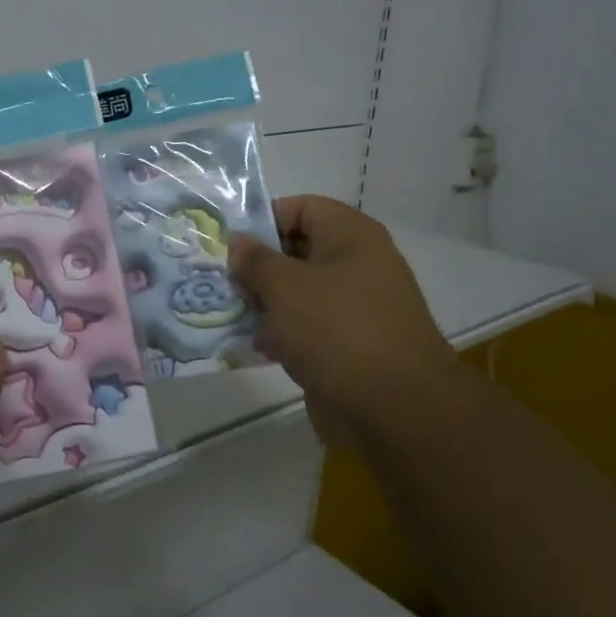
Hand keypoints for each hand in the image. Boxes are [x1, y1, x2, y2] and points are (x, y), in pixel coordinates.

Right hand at [228, 195, 459, 450]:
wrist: (395, 408)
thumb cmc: (337, 330)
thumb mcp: (285, 286)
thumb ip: (255, 260)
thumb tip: (238, 242)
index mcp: (350, 236)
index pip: (300, 208)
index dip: (262, 221)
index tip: (228, 245)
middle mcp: (356, 264)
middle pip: (296, 251)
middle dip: (257, 266)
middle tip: (220, 281)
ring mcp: (354, 307)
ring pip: (298, 292)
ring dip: (265, 303)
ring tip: (228, 313)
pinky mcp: (349, 345)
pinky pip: (307, 327)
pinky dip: (282, 333)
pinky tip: (254, 346)